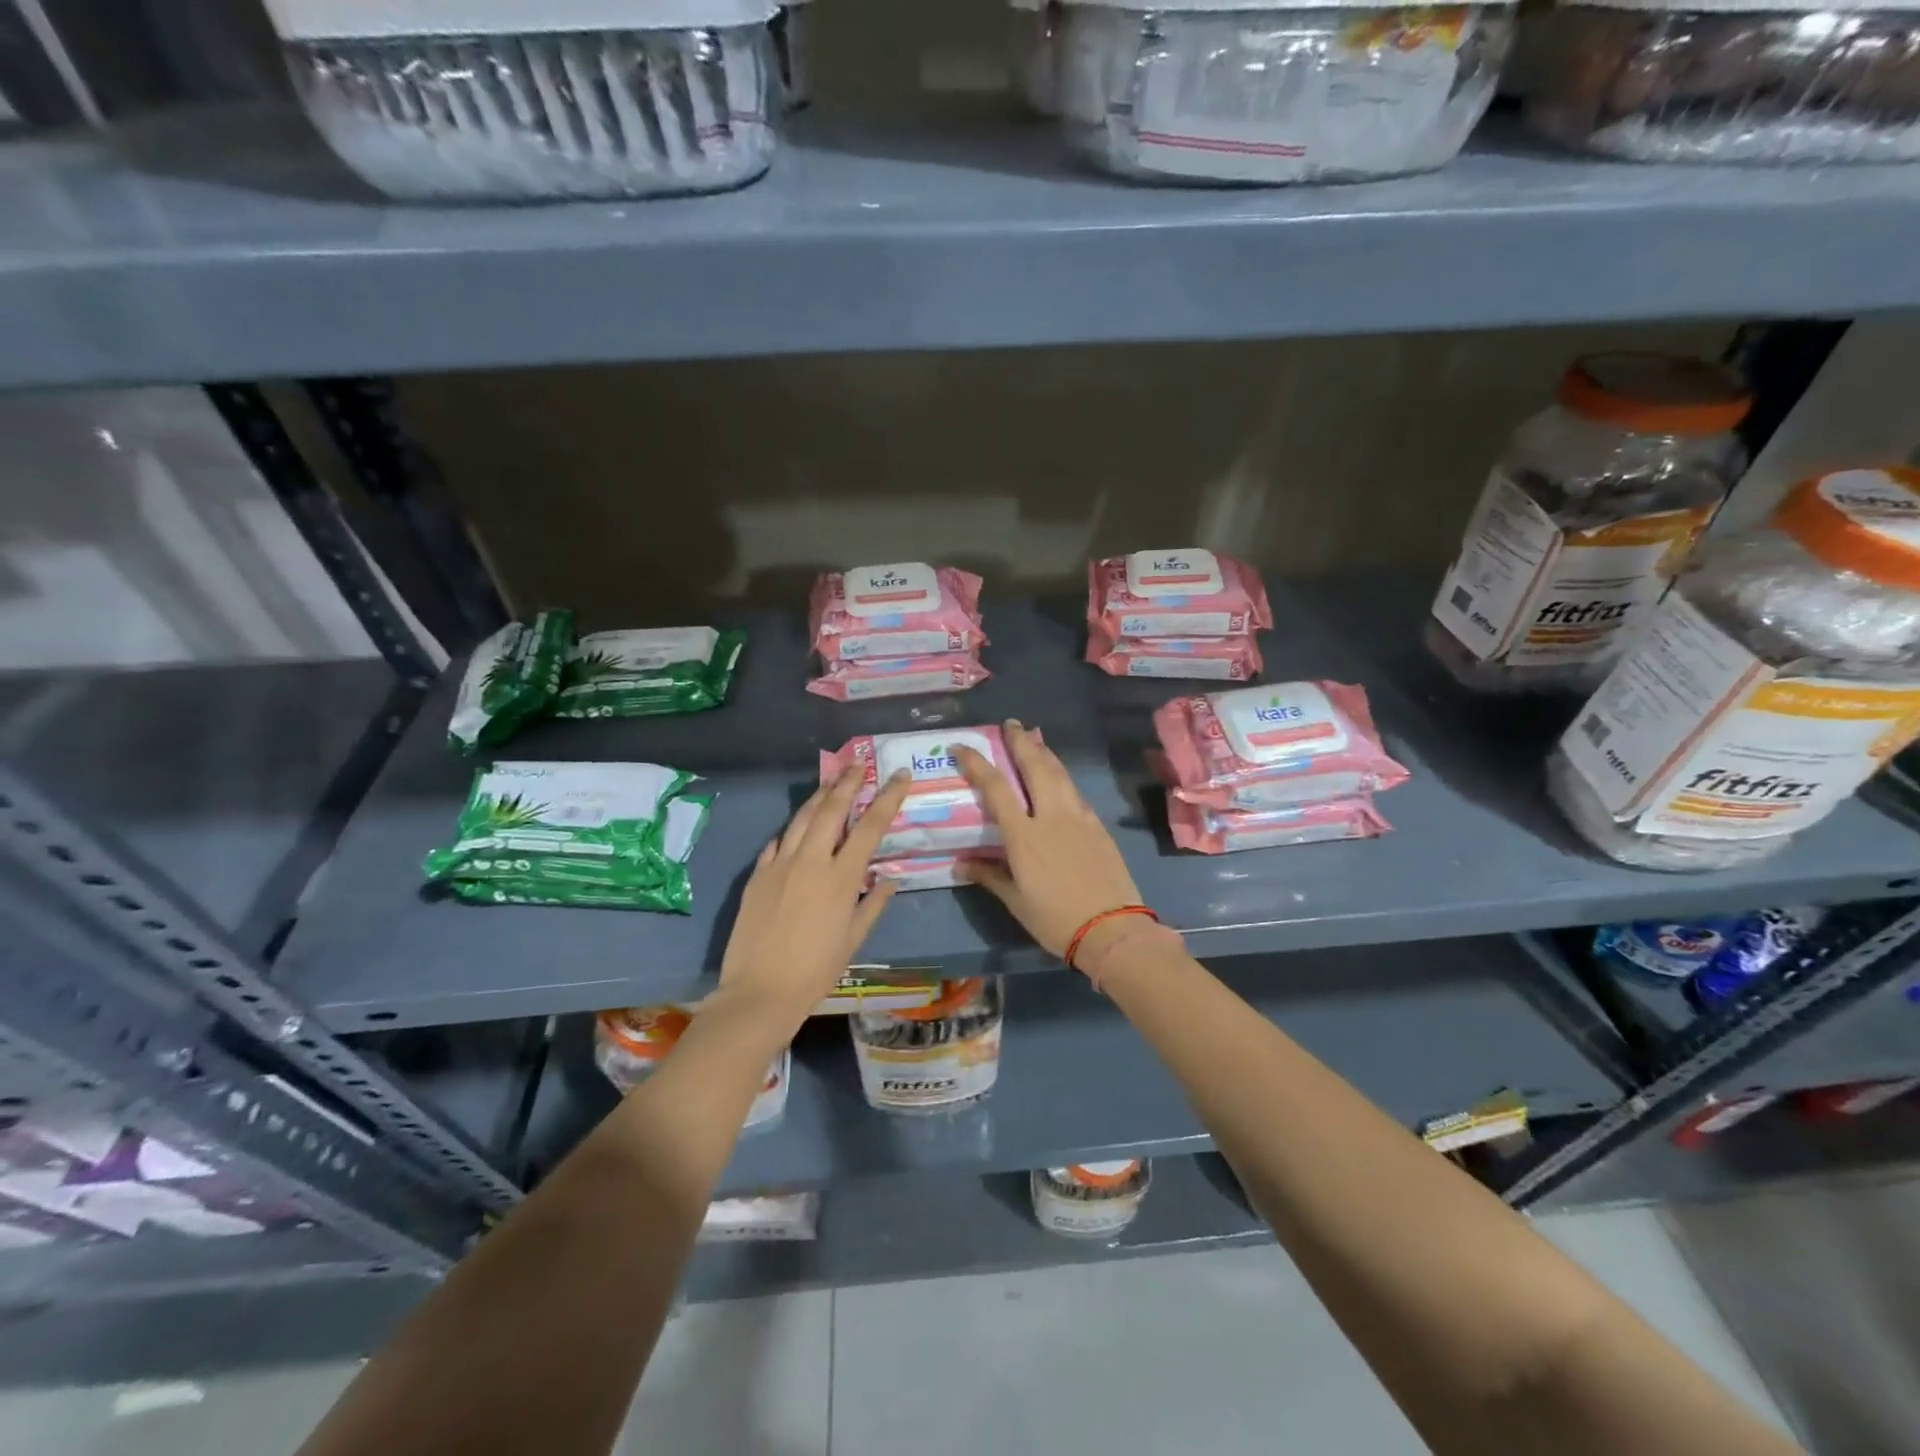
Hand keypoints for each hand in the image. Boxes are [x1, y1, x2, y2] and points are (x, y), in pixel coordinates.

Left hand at [716, 768, 912, 1029]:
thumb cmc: (815, 971)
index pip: (869, 827)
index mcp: (840, 878)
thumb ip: (872, 904)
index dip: (887, 798)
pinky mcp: (757, 875)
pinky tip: (796, 828)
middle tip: (858, 764)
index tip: (900, 776)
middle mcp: (810, 862)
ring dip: (818, 796)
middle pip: (831, 810)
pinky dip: (791, 830)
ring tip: (831, 781)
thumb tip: (889, 878)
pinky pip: (777, 842)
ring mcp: (779, 865)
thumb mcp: (853, 939)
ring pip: (800, 818)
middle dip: (847, 782)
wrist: (759, 992)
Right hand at [953, 720, 1145, 961]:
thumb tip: (960, 865)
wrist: (1112, 929)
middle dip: (1020, 742)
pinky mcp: (1097, 825)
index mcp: (1024, 835)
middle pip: (1034, 767)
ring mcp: (1078, 817)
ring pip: (1059, 774)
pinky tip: (1059, 776)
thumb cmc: (1056, 919)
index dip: (977, 763)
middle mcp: (1051, 816)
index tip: (962, 746)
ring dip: (1044, 752)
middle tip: (1011, 723)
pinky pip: (1075, 791)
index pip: (995, 788)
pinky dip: (1062, 775)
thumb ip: (989, 876)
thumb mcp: (1016, 901)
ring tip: (1035, 738)